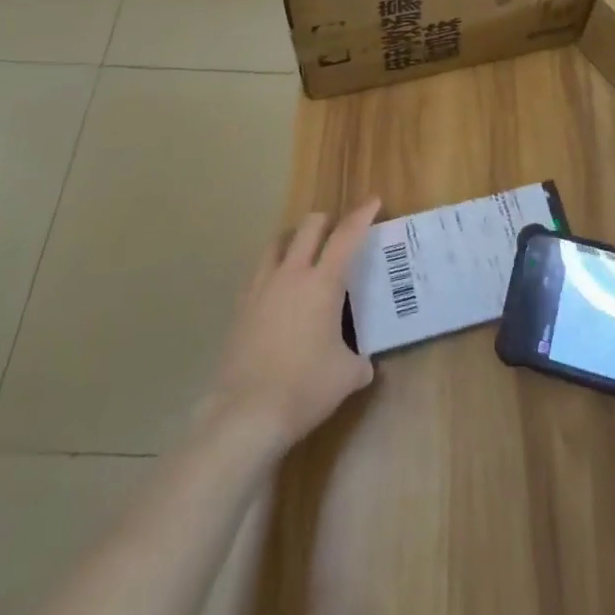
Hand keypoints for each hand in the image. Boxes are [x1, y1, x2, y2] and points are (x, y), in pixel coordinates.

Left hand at [206, 199, 380, 455]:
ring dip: (295, 238)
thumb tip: (362, 363)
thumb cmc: (305, 388)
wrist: (246, 412)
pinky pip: (259, 270)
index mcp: (322, 283)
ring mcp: (261, 287)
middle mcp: (291, 274)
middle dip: (327, 221)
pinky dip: (273, 267)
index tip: (373, 202)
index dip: (362, 215)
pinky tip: (277, 287)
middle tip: (338, 231)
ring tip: (304, 251)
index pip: (346, 236)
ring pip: (277, 242)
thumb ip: (359, 361)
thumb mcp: (347, 376)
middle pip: (309, 227)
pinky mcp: (241, 306)